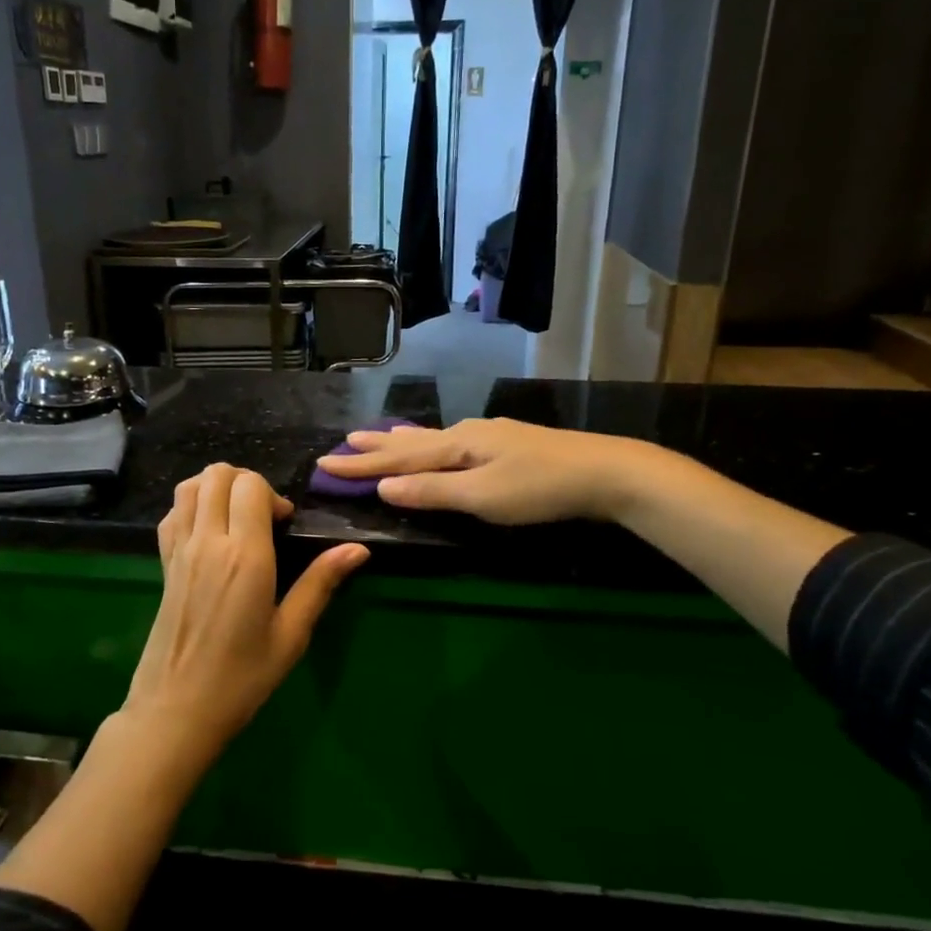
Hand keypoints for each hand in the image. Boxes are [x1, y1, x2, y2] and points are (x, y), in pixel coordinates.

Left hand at [121, 464, 368, 765]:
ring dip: (215, 487)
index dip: (272, 494)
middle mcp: (208, 542)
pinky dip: (190, 506)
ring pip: (189, 487)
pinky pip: (171, 514)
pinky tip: (208, 532)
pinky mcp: (163, 564)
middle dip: (245, 482)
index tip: (284, 525)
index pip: (250, 486)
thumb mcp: (291, 634)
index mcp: (245, 556)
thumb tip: (358, 549)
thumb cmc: (242, 678)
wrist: (176, 711)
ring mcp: (180, 551)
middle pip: (217, 475)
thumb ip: (320, 583)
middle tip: (263, 516)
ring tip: (236, 516)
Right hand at [317, 418, 658, 525]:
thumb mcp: (482, 497)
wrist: (604, 472)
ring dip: (401, 440)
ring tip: (378, 436)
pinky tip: (439, 441)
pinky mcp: (507, 445)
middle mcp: (467, 434)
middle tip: (343, 443)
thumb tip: (384, 487)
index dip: (361, 465)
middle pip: (411, 441)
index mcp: (456, 445)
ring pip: (432, 437)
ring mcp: (489, 436)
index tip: (325, 465)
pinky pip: (452, 441)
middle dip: (376, 446)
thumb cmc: (539, 489)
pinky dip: (430, 443)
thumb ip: (432, 491)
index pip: (398, 457)